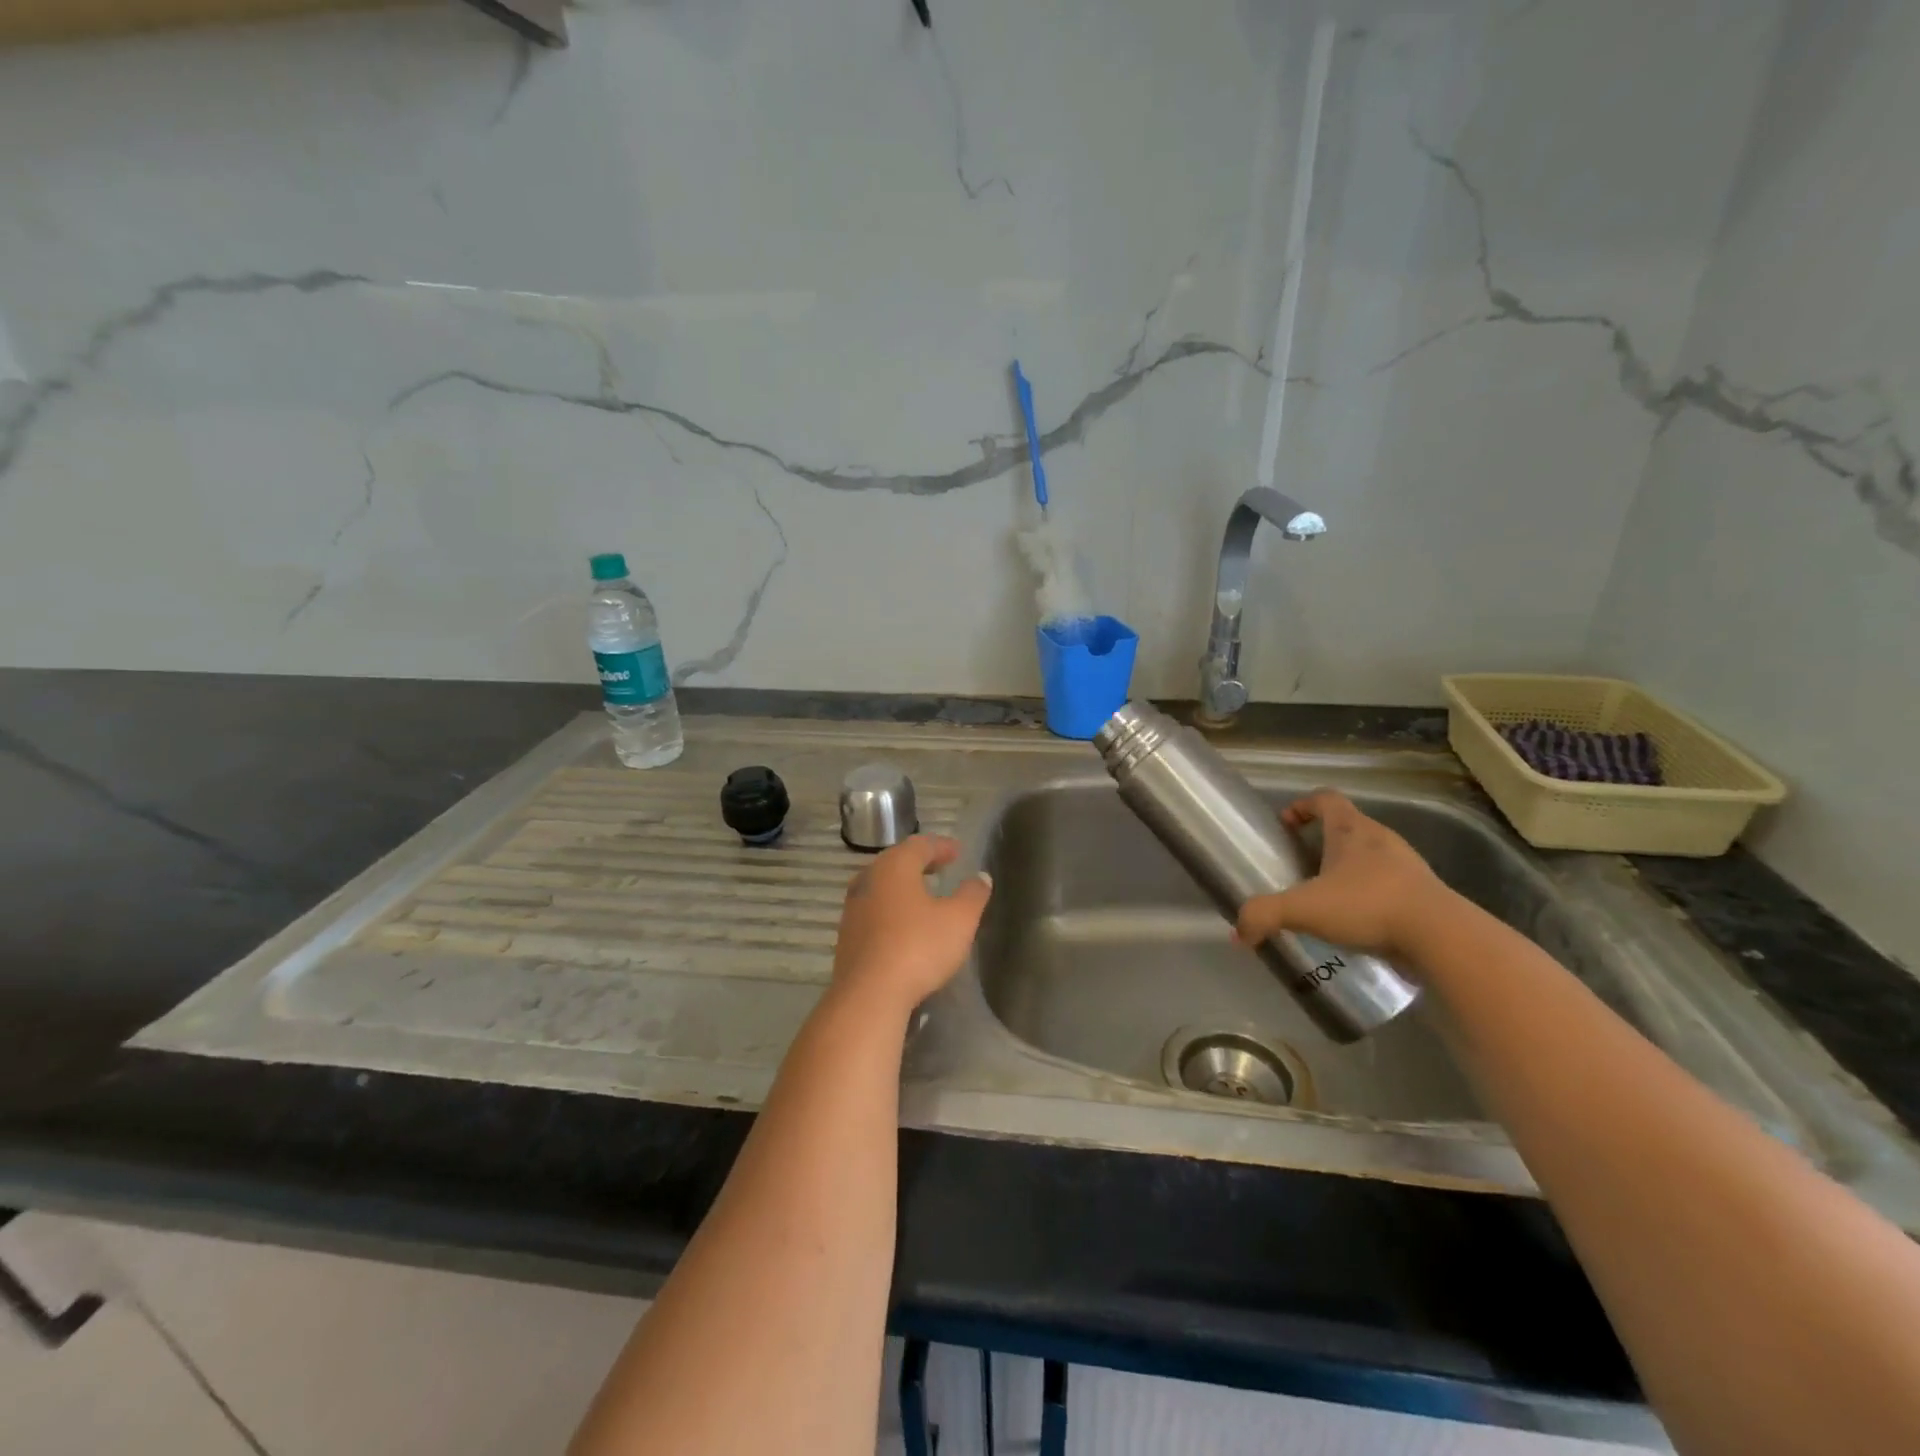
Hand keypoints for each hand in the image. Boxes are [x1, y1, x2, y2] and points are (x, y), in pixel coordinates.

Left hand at [831, 836, 992, 1015]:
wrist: (869, 995)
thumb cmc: (918, 947)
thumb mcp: (959, 920)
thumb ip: (972, 895)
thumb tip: (981, 877)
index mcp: (895, 866)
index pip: (920, 845)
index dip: (941, 846)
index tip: (958, 852)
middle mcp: (868, 879)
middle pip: (896, 861)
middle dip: (920, 862)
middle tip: (940, 867)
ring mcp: (852, 908)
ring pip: (881, 886)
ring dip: (903, 886)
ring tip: (923, 895)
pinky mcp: (846, 935)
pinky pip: (873, 910)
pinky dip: (891, 908)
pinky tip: (903, 924)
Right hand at [1233, 790, 1450, 962]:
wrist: (1441, 937)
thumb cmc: (1367, 905)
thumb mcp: (1303, 909)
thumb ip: (1265, 915)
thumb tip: (1239, 933)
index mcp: (1352, 830)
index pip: (1326, 799)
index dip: (1302, 806)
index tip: (1285, 825)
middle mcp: (1381, 840)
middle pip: (1348, 826)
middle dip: (1323, 841)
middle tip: (1301, 864)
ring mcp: (1407, 866)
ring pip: (1371, 856)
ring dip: (1349, 869)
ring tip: (1328, 897)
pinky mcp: (1423, 895)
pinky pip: (1389, 885)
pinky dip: (1370, 895)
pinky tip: (1358, 922)